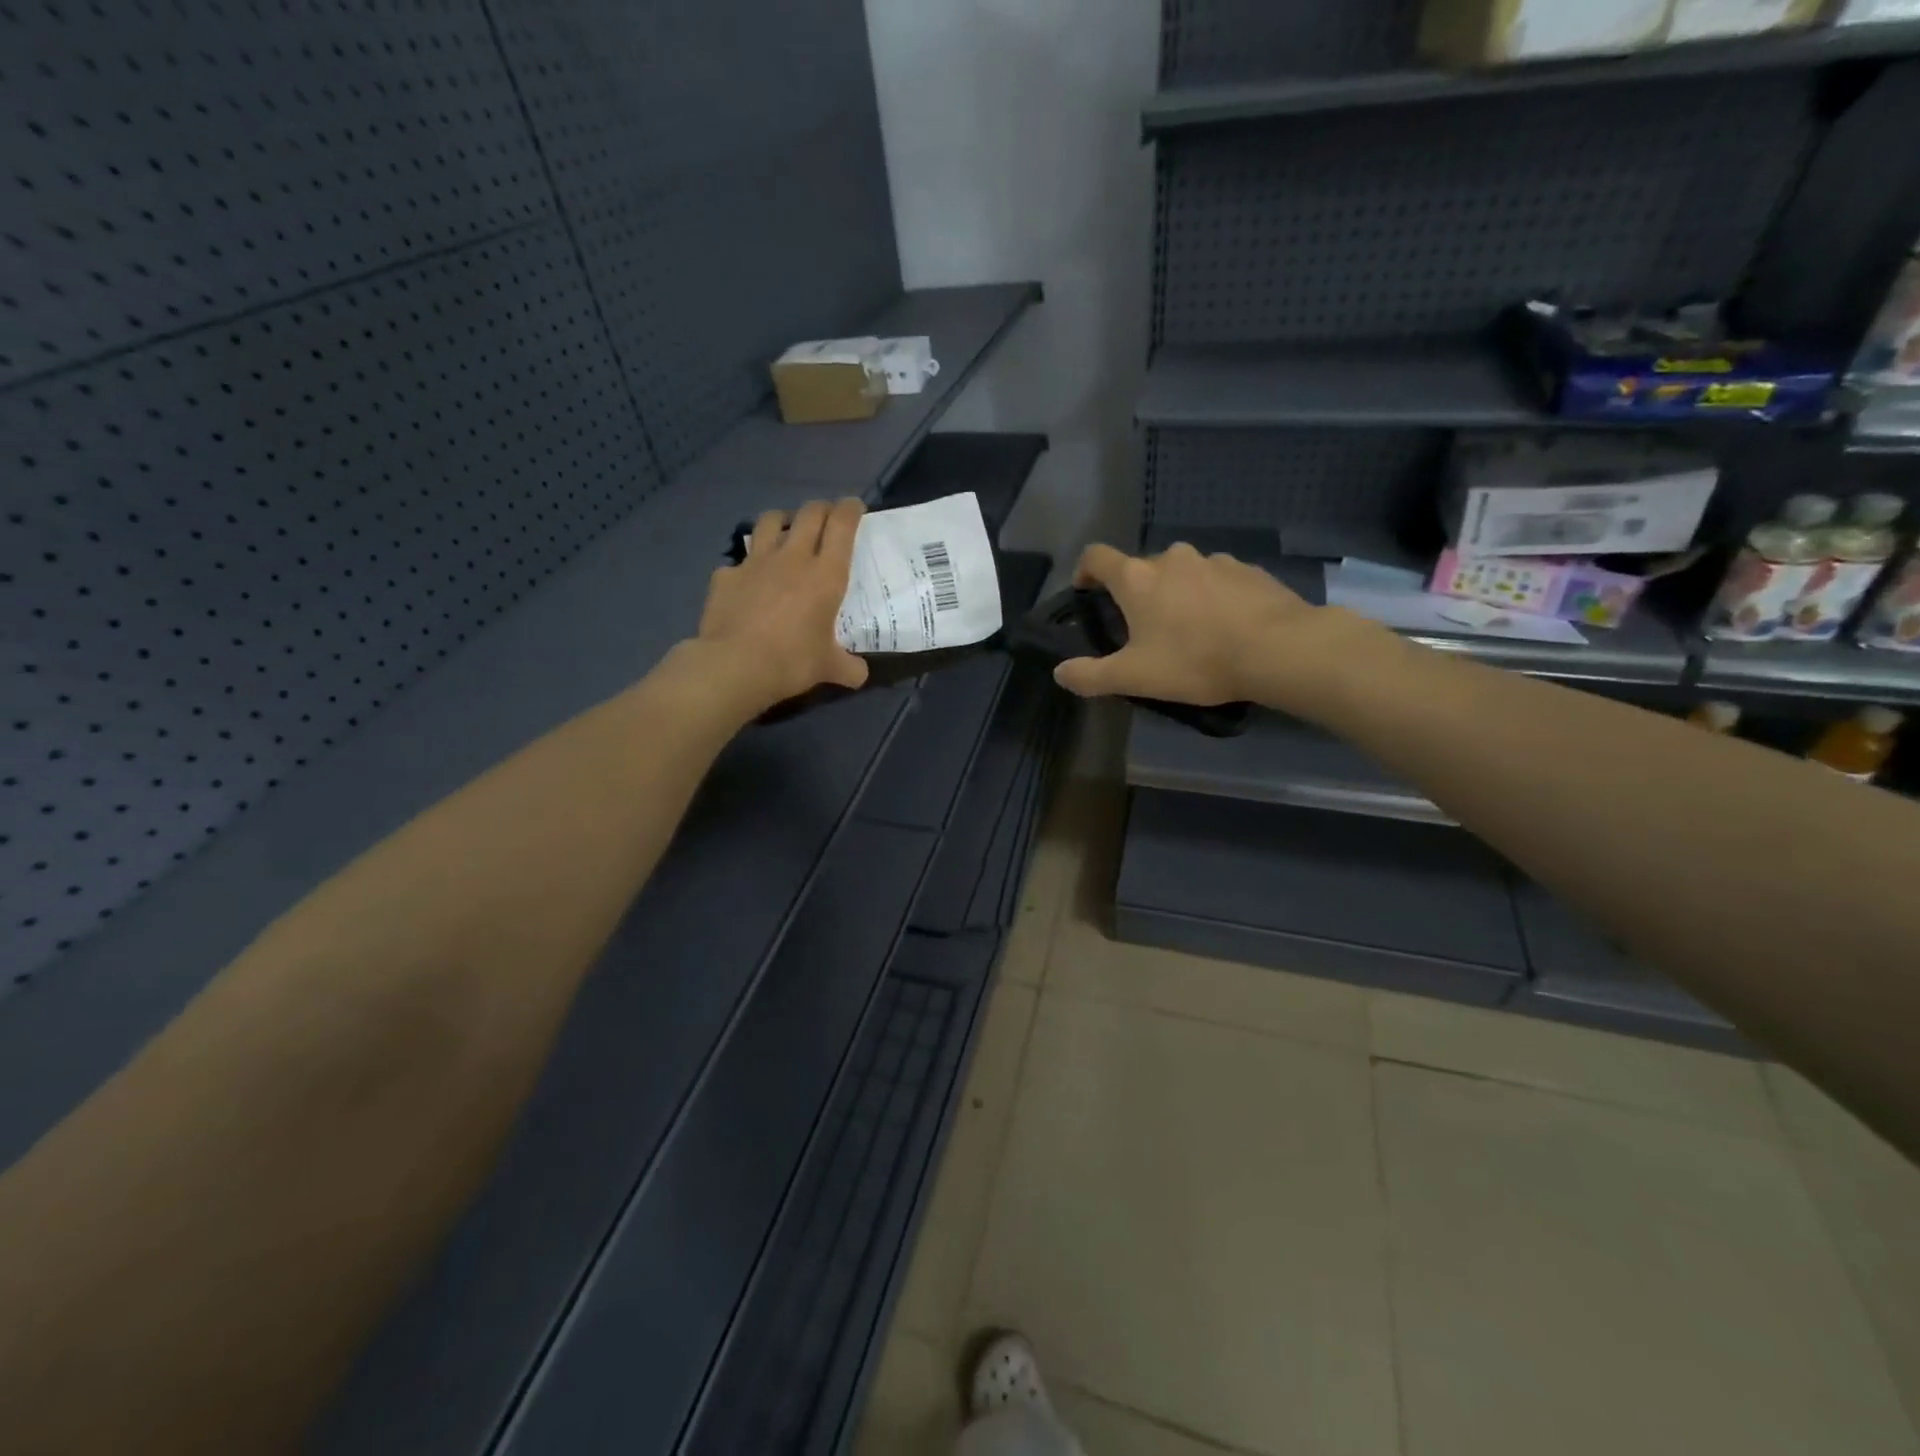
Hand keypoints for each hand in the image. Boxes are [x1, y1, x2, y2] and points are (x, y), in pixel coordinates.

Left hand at [693, 498, 869, 714]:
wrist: (734, 665)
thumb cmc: (792, 661)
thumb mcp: (828, 668)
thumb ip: (848, 667)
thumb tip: (860, 675)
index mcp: (825, 575)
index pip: (842, 526)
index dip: (850, 510)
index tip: (855, 507)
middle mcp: (793, 558)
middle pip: (809, 514)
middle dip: (822, 508)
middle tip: (827, 515)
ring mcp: (756, 563)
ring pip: (771, 521)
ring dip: (783, 520)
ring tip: (787, 529)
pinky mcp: (726, 576)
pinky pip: (739, 561)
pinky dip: (747, 566)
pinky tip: (748, 580)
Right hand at [1052, 542, 1374, 714]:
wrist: (1278, 649)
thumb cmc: (1195, 660)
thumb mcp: (1135, 677)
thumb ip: (1091, 675)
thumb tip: (1059, 673)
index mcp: (1137, 578)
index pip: (1096, 556)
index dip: (1084, 571)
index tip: (1086, 592)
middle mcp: (1171, 558)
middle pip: (1141, 567)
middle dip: (1136, 592)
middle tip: (1143, 628)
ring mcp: (1213, 560)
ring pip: (1182, 572)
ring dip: (1176, 593)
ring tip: (1188, 629)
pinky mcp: (1247, 569)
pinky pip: (1217, 579)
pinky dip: (1211, 596)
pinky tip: (1224, 626)